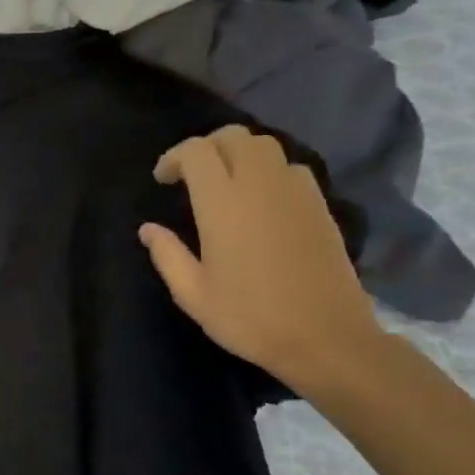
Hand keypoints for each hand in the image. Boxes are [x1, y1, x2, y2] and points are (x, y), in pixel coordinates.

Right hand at [139, 126, 381, 391]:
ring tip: (225, 182)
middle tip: (191, 175)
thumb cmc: (250, 317)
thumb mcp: (193, 294)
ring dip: (239, 153)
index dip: (174, 157)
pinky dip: (268, 170)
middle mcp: (260, 185)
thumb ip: (167, 255)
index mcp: (223, 203)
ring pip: (265, 146)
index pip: (196, 151)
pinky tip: (260, 199)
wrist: (326, 337)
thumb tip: (148, 229)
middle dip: (206, 146)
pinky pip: (290, 167)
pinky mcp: (320, 205)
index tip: (162, 180)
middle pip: (233, 136)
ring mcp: (295, 192)